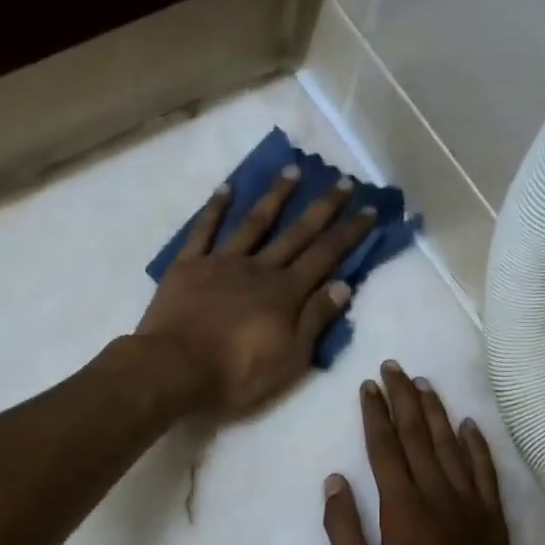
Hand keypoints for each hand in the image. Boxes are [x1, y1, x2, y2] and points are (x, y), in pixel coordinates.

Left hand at [133, 167, 375, 416]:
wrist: (175, 369)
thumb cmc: (237, 374)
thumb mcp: (290, 359)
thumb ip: (315, 320)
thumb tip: (343, 285)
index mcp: (286, 293)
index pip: (326, 256)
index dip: (349, 233)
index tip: (369, 209)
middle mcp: (259, 269)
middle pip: (296, 233)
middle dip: (322, 207)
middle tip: (342, 180)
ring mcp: (222, 262)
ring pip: (254, 222)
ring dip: (275, 196)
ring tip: (293, 170)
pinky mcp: (188, 266)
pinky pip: (204, 230)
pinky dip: (215, 207)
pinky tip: (227, 188)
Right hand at [323, 364, 525, 544]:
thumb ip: (343, 533)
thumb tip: (334, 482)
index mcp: (403, 515)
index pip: (386, 451)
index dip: (376, 415)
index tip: (368, 386)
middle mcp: (440, 501)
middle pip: (420, 439)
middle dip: (404, 400)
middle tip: (394, 368)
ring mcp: (472, 510)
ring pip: (453, 448)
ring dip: (437, 413)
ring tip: (424, 384)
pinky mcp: (494, 525)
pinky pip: (487, 475)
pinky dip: (478, 447)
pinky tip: (470, 426)